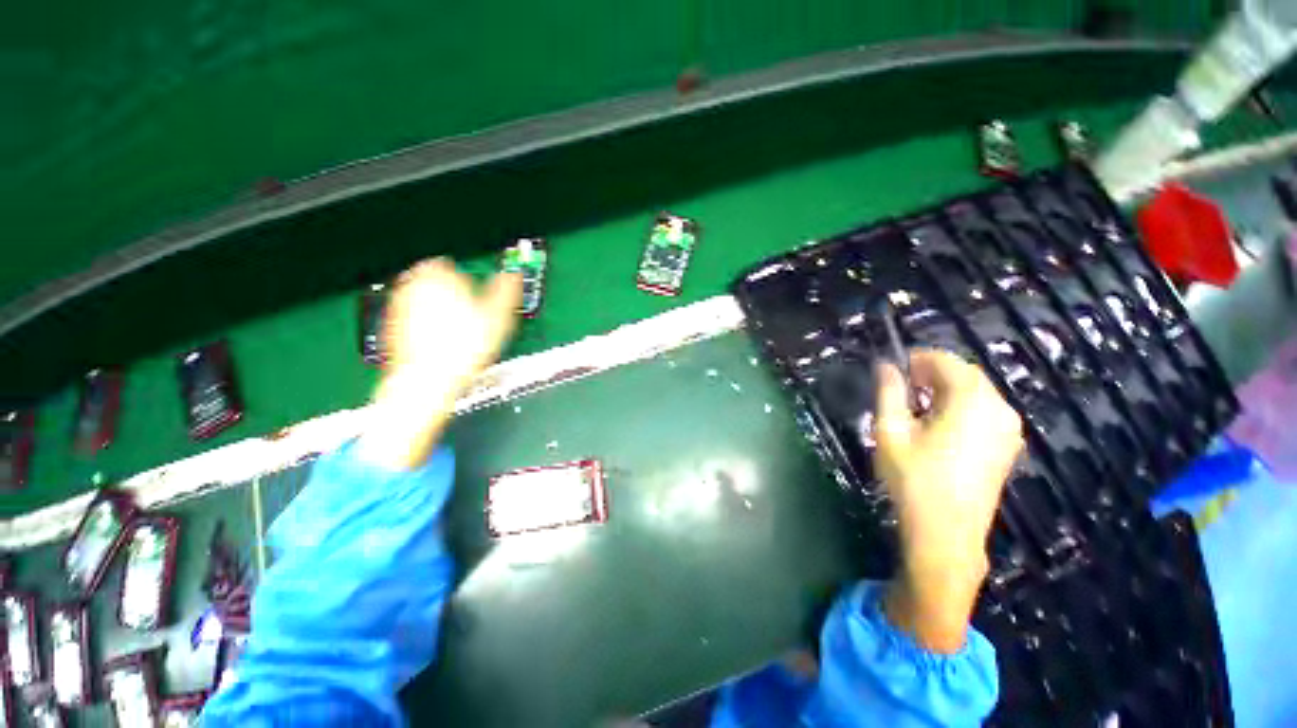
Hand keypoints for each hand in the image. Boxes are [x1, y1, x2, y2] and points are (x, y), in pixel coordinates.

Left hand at [357, 259, 520, 469]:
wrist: (428, 383)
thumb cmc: (461, 350)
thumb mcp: (498, 317)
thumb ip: (506, 291)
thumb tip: (513, 276)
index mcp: (436, 275)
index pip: (448, 264)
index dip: (466, 278)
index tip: (478, 293)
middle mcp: (411, 287)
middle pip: (432, 282)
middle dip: (451, 294)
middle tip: (471, 313)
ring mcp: (398, 310)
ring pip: (421, 302)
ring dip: (439, 311)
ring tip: (459, 333)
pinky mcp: (391, 331)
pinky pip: (412, 322)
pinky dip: (426, 330)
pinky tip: (443, 346)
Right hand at [873, 349, 1022, 652]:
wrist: (946, 533)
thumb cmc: (913, 478)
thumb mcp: (891, 430)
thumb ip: (889, 392)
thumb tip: (885, 365)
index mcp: (972, 400)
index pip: (945, 361)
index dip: (916, 359)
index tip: (892, 368)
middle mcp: (999, 408)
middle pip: (964, 375)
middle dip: (930, 374)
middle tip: (900, 387)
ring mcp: (1008, 429)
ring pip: (976, 393)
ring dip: (944, 390)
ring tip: (915, 405)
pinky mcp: (1007, 447)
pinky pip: (984, 411)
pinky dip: (960, 407)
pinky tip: (938, 425)